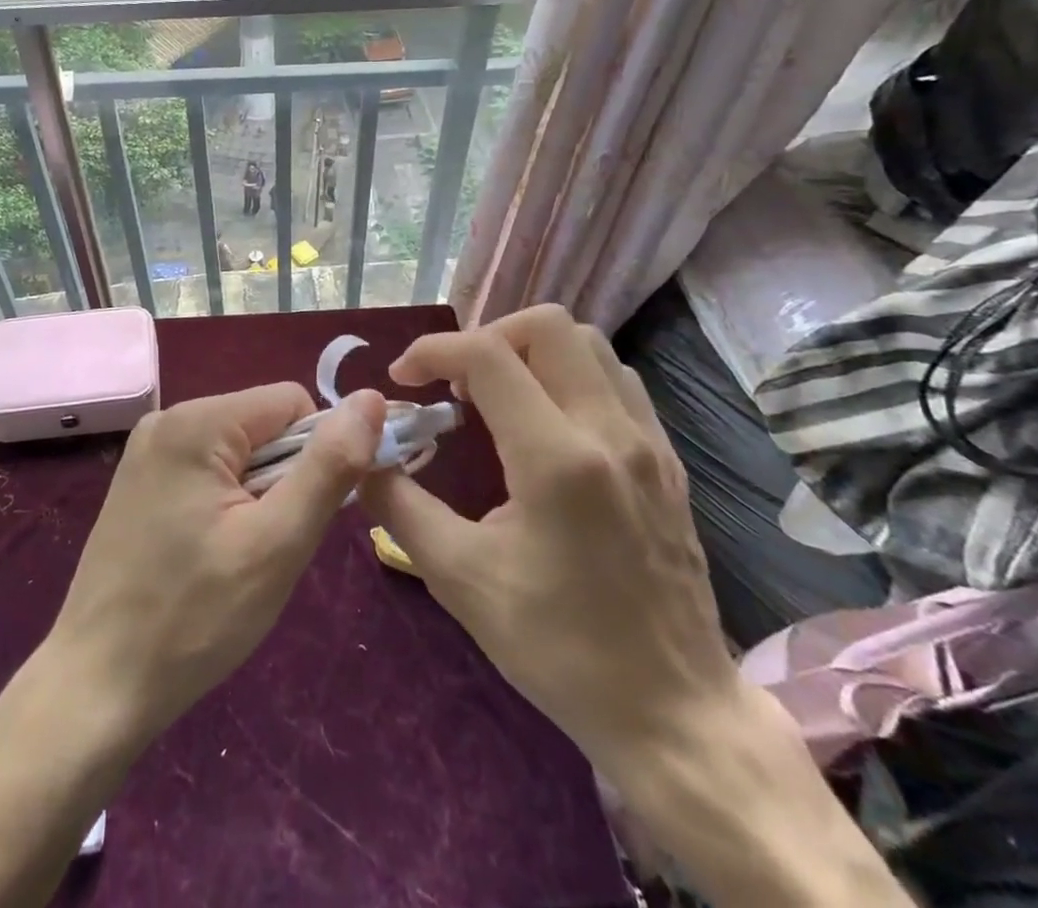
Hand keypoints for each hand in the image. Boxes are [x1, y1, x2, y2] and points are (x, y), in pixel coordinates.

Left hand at [50, 382, 386, 738]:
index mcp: (197, 420)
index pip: (291, 402)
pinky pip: (208, 470)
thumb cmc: (194, 617)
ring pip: (239, 451)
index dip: (317, 453)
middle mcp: (167, 419)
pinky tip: (213, 554)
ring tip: (241, 556)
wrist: (97, 687)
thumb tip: (371, 399)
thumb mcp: (278, 543)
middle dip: (285, 478)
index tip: (307, 516)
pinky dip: (228, 503)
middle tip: (270, 547)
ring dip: (259, 495)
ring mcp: (148, 451)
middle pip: (263, 425)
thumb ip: (330, 466)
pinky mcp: (139, 482)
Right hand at [358, 305, 737, 781]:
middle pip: (548, 325)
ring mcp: (647, 442)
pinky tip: (545, 423)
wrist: (674, 712)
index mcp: (556, 459)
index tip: (403, 380)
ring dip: (531, 352)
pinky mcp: (666, 460)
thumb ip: (399, 505)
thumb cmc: (559, 648)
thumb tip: (364, 456)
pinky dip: (569, 375)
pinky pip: (615, 380)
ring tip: (498, 397)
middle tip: (457, 384)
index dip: (433, 350)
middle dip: (488, 337)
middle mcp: (609, 431)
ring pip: (589, 344)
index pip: (487, 354)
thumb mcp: (460, 579)